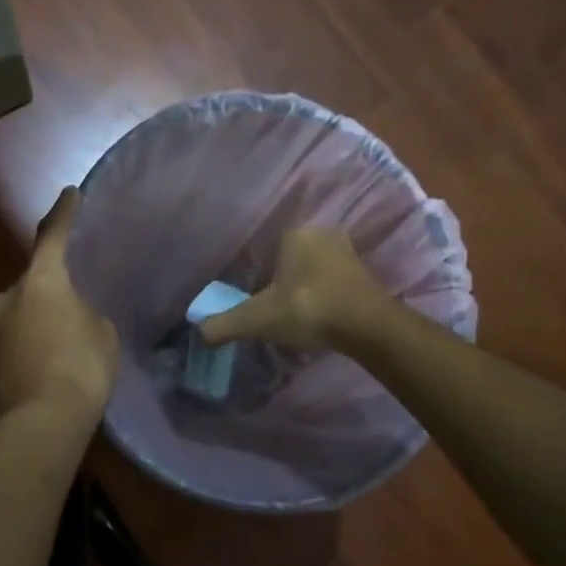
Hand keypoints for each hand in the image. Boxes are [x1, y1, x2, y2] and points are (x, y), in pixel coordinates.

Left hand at [0, 187, 119, 421]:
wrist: (41, 423)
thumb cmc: (81, 366)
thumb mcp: (101, 331)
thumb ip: (85, 313)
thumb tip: (70, 317)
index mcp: (40, 280)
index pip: (52, 235)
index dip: (63, 213)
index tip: (69, 193)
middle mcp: (8, 297)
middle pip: (32, 280)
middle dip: (50, 285)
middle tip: (74, 298)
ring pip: (21, 311)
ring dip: (39, 316)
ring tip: (64, 335)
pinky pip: (17, 339)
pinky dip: (32, 342)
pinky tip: (51, 360)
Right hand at [198, 227, 389, 350]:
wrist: (367, 325)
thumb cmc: (308, 308)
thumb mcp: (258, 318)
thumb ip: (225, 324)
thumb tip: (198, 333)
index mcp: (293, 233)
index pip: (264, 252)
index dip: (257, 279)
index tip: (257, 303)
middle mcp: (321, 233)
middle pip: (289, 262)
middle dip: (281, 285)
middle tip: (276, 314)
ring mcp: (346, 251)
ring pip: (312, 272)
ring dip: (304, 292)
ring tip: (298, 320)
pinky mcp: (365, 272)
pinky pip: (333, 283)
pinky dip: (324, 298)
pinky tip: (320, 320)